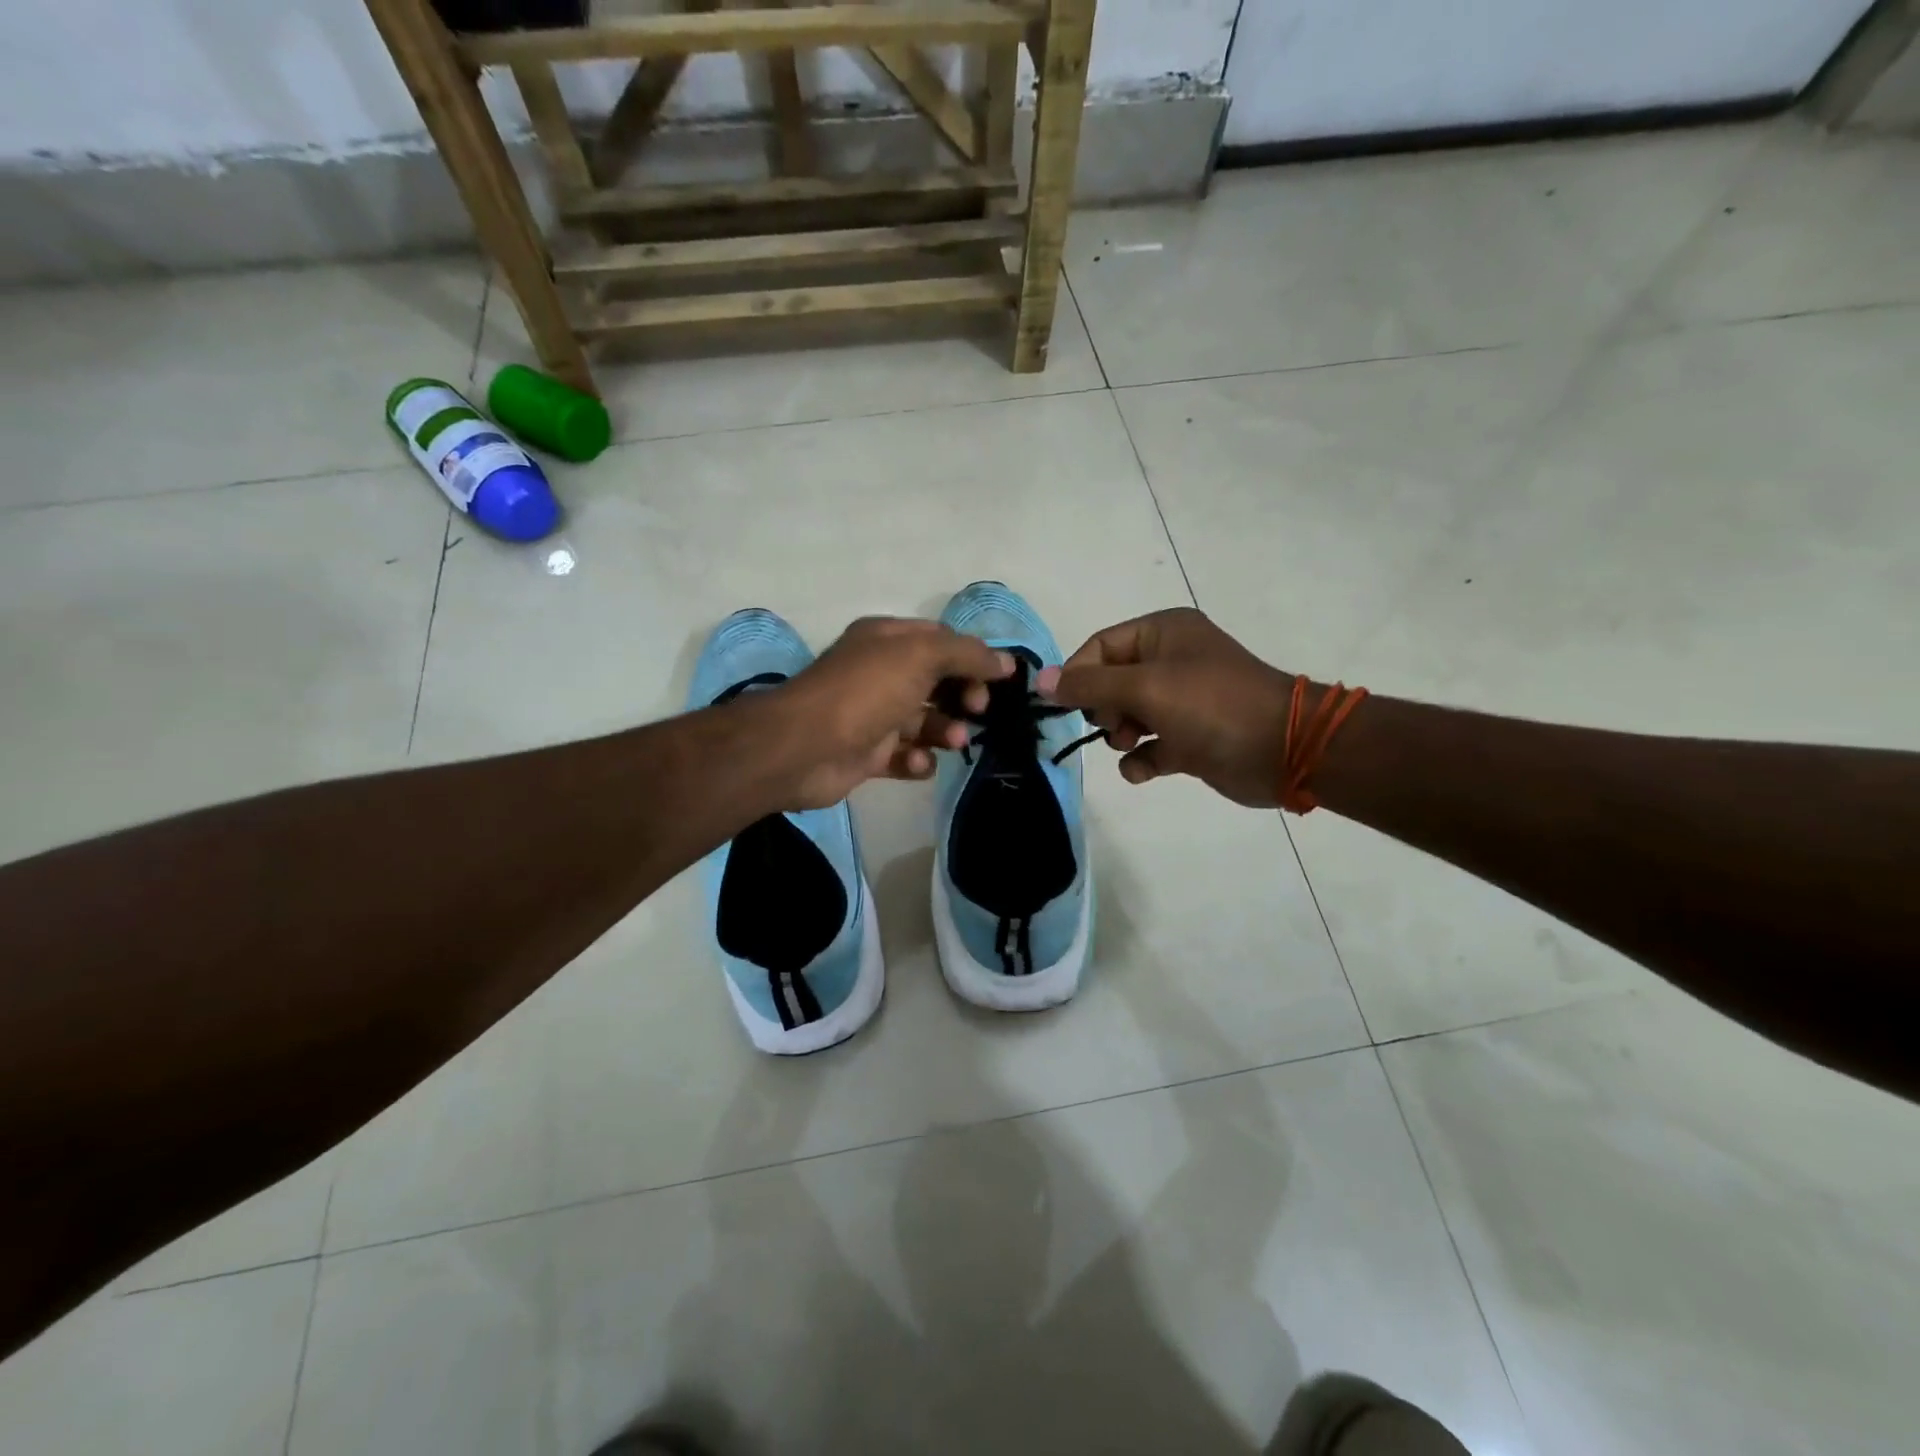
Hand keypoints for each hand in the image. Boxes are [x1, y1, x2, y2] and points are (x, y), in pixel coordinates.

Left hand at [764, 617, 1012, 810]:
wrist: (804, 748)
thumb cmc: (866, 691)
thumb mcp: (921, 656)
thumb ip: (967, 655)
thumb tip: (1005, 662)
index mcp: (887, 641)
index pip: (941, 640)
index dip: (972, 657)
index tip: (999, 680)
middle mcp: (880, 674)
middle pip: (937, 682)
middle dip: (962, 696)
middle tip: (976, 710)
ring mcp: (873, 716)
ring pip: (924, 721)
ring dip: (945, 731)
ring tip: (953, 741)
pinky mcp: (868, 755)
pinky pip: (905, 756)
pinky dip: (918, 760)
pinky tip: (918, 762)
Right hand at [1038, 608, 1294, 807]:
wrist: (1283, 750)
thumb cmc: (1211, 705)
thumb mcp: (1144, 688)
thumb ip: (1088, 686)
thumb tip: (1040, 682)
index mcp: (1163, 633)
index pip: (1100, 647)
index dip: (1078, 674)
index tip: (1063, 705)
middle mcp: (1171, 661)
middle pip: (1110, 682)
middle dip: (1103, 708)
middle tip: (1114, 723)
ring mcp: (1182, 701)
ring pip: (1127, 715)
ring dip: (1120, 734)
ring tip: (1132, 743)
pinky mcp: (1190, 738)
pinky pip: (1150, 746)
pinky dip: (1141, 759)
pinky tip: (1145, 769)